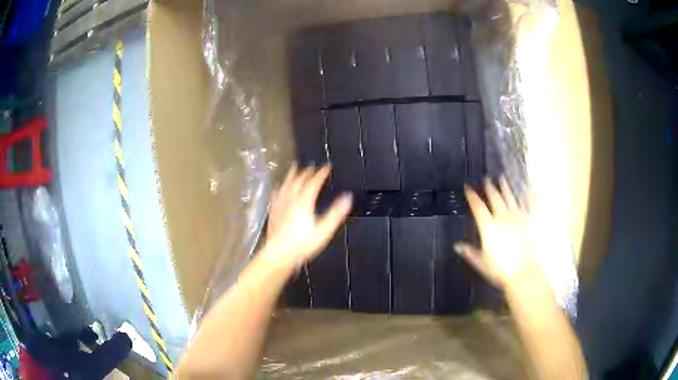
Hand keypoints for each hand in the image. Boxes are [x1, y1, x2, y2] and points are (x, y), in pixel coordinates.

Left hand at [263, 165, 352, 271]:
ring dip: (292, 175)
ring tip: (295, 168)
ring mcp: (280, 204)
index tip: (327, 167)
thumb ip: (336, 213)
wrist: (279, 254)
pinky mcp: (273, 211)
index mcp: (304, 202)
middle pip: (299, 180)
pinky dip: (280, 188)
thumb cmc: (302, 244)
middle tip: (313, 167)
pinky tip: (279, 188)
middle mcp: (291, 199)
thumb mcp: (324, 230)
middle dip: (307, 171)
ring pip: (286, 184)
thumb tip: (347, 198)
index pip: (314, 182)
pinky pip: (276, 194)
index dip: (321, 173)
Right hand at [455, 178, 536, 288]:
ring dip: (505, 187)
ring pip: (509, 198)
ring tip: (502, 178)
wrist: (523, 272)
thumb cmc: (500, 269)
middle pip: (495, 198)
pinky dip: (522, 196)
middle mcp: (502, 218)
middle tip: (486, 179)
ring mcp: (517, 218)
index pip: (478, 207)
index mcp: (489, 227)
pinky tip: (521, 191)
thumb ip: (469, 252)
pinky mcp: (527, 221)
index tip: (468, 187)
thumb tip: (456, 245)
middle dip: (489, 187)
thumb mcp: (481, 262)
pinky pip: (524, 205)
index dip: (472, 196)